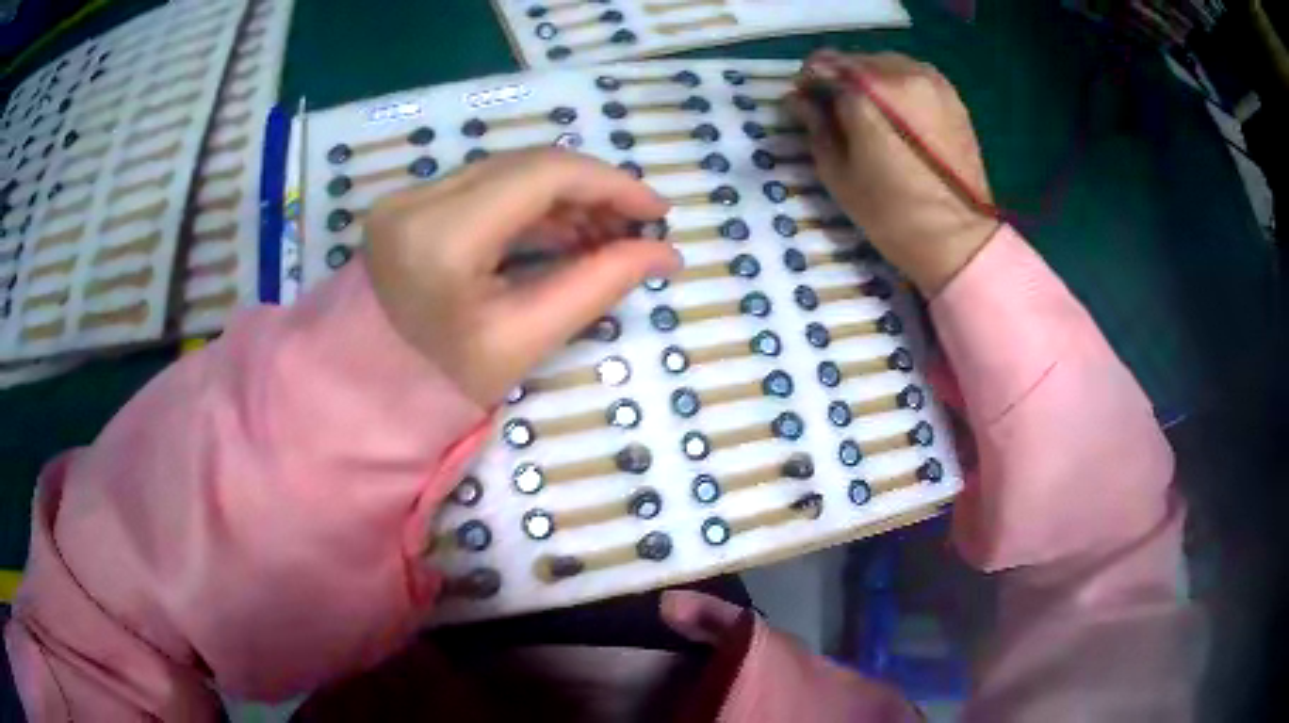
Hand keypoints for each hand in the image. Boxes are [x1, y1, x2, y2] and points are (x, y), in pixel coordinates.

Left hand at [363, 149, 680, 406]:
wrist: (370, 386)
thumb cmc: (445, 380)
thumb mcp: (526, 339)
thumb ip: (598, 286)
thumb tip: (664, 253)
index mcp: (443, 238)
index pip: (543, 176)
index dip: (611, 185)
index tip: (658, 212)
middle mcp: (419, 200)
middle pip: (529, 165)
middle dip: (593, 190)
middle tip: (633, 229)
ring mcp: (409, 196)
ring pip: (510, 170)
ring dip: (564, 196)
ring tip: (603, 236)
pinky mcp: (410, 202)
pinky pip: (486, 185)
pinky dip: (531, 203)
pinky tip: (561, 231)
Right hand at [788, 51, 999, 294]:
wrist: (957, 239)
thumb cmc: (890, 213)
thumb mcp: (837, 173)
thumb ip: (815, 126)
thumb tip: (797, 100)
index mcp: (867, 94)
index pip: (822, 65)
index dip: (808, 82)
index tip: (806, 103)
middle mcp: (899, 75)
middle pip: (855, 60)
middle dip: (840, 79)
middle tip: (837, 110)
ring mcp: (930, 82)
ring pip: (885, 63)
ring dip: (870, 79)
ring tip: (870, 112)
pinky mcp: (952, 96)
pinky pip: (913, 74)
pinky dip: (898, 85)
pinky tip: (898, 113)